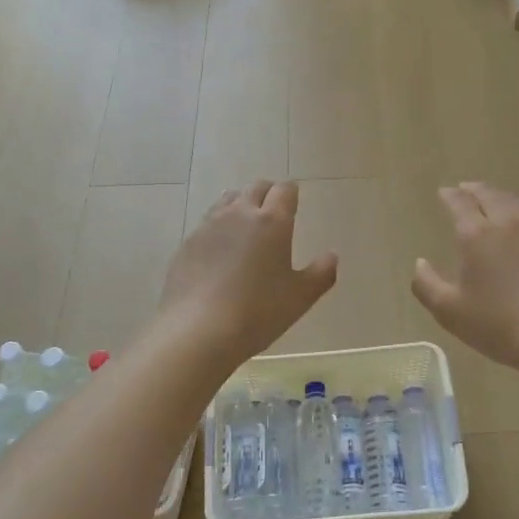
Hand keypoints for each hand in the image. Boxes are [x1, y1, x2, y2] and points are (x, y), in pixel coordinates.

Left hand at [158, 181, 337, 366]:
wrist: (197, 330)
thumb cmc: (258, 312)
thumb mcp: (300, 298)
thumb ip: (321, 273)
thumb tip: (332, 255)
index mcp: (272, 222)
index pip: (284, 190)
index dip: (291, 193)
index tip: (294, 201)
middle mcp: (239, 214)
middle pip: (255, 188)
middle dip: (267, 194)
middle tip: (274, 211)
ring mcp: (209, 227)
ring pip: (227, 201)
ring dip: (240, 205)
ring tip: (246, 225)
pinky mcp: (187, 244)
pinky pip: (207, 224)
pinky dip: (218, 228)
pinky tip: (219, 251)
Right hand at [412, 183, 518, 369]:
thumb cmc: (499, 324)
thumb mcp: (450, 311)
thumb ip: (427, 284)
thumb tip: (420, 262)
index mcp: (475, 235)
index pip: (459, 204)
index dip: (450, 196)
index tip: (443, 192)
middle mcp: (506, 223)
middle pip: (488, 195)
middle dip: (473, 189)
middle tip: (464, 188)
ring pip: (514, 200)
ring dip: (498, 193)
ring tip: (491, 193)